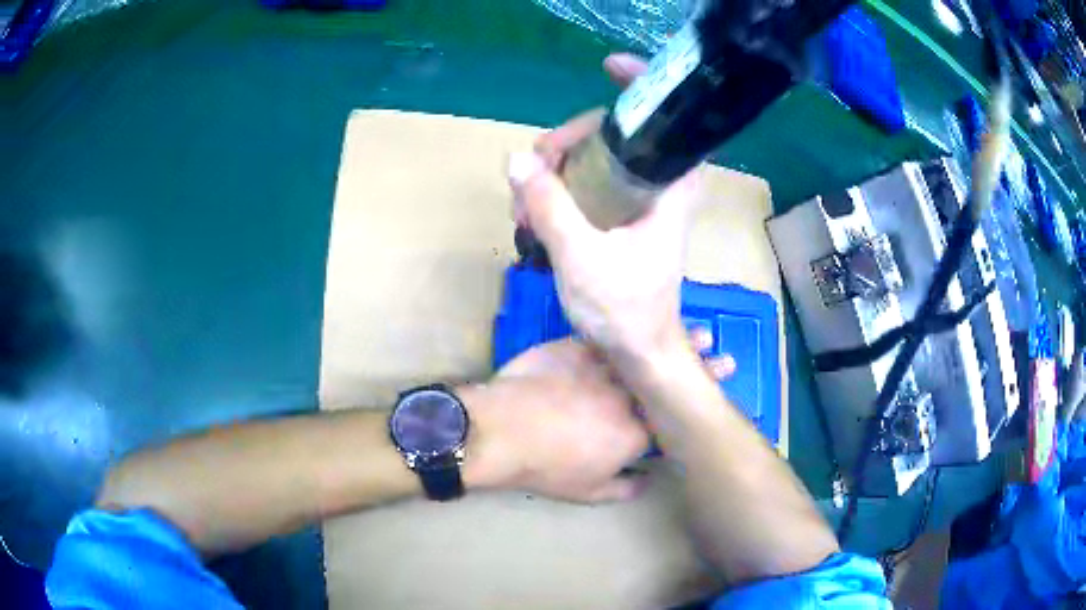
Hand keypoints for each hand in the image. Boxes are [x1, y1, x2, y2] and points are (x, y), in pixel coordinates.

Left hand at [463, 334, 734, 503]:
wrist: (502, 430)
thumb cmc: (547, 466)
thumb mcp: (588, 491)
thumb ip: (624, 487)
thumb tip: (649, 481)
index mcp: (636, 431)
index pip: (676, 416)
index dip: (699, 404)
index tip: (721, 392)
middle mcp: (628, 394)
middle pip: (669, 379)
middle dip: (701, 368)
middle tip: (725, 356)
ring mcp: (603, 366)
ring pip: (644, 351)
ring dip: (672, 343)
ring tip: (698, 333)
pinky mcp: (575, 346)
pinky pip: (607, 335)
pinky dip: (628, 328)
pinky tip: (640, 320)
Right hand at [507, 54, 702, 362]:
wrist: (638, 352)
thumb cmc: (624, 310)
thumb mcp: (581, 258)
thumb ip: (551, 205)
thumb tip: (516, 158)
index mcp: (669, 188)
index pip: (666, 121)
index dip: (640, 86)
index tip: (609, 67)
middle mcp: (660, 186)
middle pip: (614, 135)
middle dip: (568, 141)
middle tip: (531, 167)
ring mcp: (639, 201)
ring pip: (596, 159)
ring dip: (555, 170)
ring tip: (524, 205)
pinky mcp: (622, 217)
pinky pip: (588, 184)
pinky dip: (559, 190)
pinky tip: (533, 214)